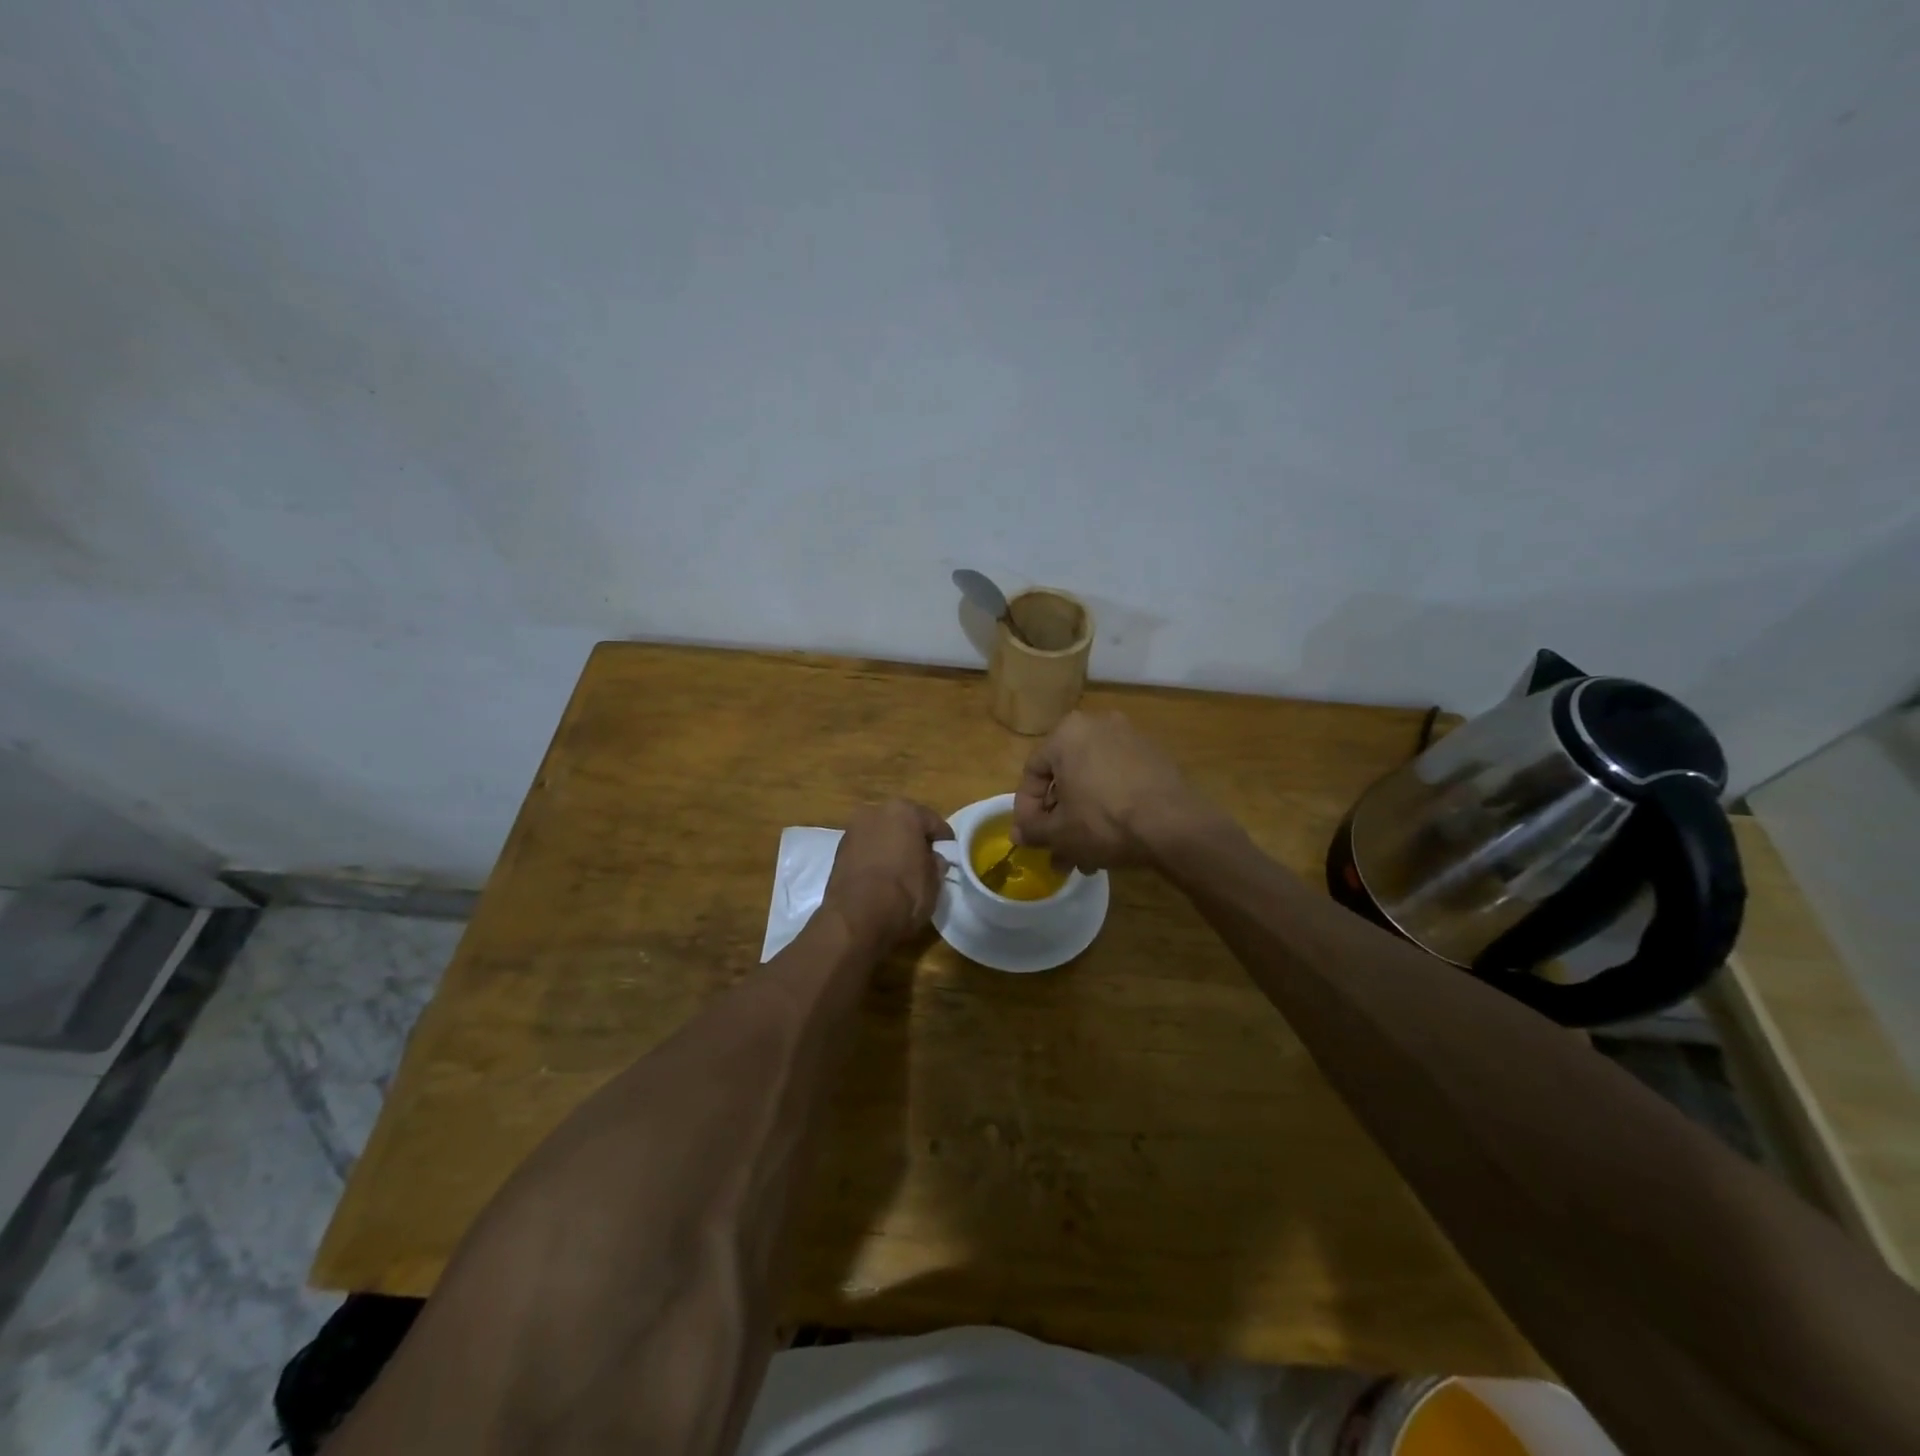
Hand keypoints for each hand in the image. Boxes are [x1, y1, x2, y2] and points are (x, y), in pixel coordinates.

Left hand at [822, 799, 954, 943]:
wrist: (856, 919)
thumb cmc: (904, 894)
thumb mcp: (934, 881)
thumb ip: (936, 863)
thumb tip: (934, 860)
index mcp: (904, 811)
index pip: (933, 821)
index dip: (944, 840)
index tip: (950, 856)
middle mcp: (875, 811)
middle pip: (903, 823)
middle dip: (914, 839)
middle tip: (925, 861)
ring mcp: (853, 829)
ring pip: (881, 834)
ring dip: (892, 847)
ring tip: (902, 871)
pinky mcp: (838, 850)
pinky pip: (866, 849)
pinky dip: (874, 858)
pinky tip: (881, 878)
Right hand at [1012, 711, 1207, 870]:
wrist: (1173, 826)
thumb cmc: (1104, 821)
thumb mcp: (1059, 832)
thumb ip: (1033, 830)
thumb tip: (1018, 834)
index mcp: (1067, 733)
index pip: (1033, 772)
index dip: (1026, 810)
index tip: (1030, 837)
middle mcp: (1098, 725)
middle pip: (1066, 777)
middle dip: (1059, 818)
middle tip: (1058, 850)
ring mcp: (1131, 738)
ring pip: (1093, 782)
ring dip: (1084, 817)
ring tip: (1086, 855)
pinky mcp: (1155, 757)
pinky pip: (1119, 781)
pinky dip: (1110, 806)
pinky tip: (1112, 839)